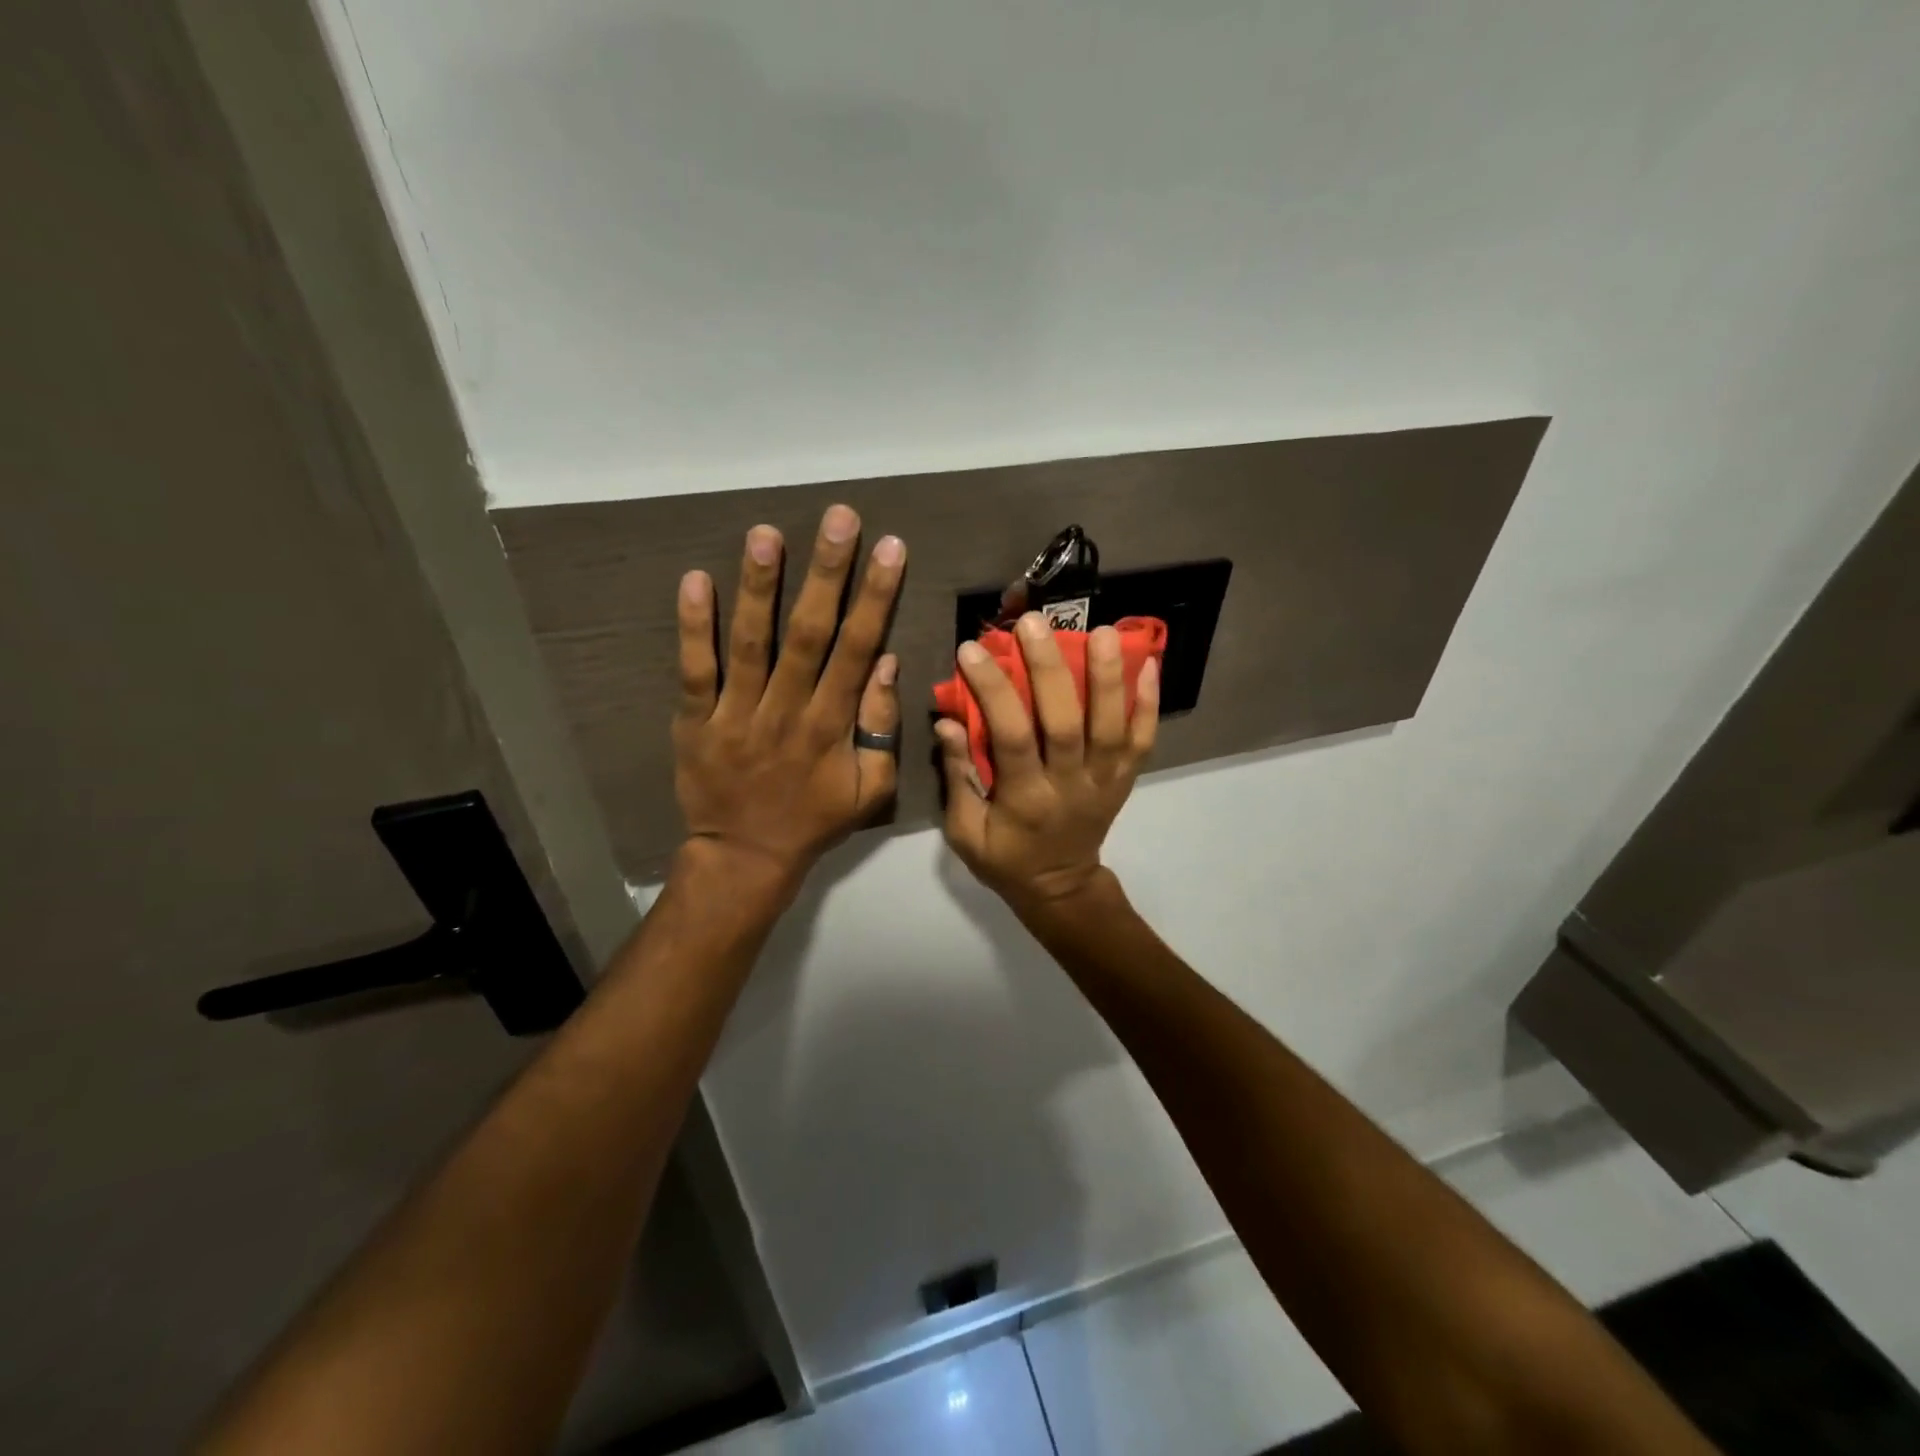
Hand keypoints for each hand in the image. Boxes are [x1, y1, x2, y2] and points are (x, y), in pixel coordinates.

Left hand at [674, 506, 905, 887]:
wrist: (746, 857)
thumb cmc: (814, 820)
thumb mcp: (869, 788)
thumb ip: (880, 727)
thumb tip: (886, 663)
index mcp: (831, 726)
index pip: (857, 649)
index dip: (875, 597)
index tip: (890, 549)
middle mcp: (787, 710)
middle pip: (810, 633)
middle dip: (827, 573)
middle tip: (838, 518)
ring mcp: (736, 714)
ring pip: (751, 643)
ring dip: (759, 586)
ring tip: (767, 533)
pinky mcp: (694, 721)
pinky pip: (694, 671)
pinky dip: (694, 627)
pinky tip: (695, 580)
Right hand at [936, 613, 1158, 912]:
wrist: (1060, 888)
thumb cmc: (1005, 859)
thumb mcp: (965, 832)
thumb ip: (959, 776)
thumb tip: (947, 721)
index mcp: (1026, 799)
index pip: (1011, 736)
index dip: (993, 690)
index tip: (972, 650)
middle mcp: (1070, 785)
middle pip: (1066, 722)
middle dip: (1050, 669)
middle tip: (1034, 623)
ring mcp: (1105, 781)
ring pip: (1112, 726)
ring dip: (1109, 677)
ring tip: (1102, 631)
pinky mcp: (1125, 779)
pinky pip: (1143, 741)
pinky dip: (1149, 703)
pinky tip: (1150, 664)